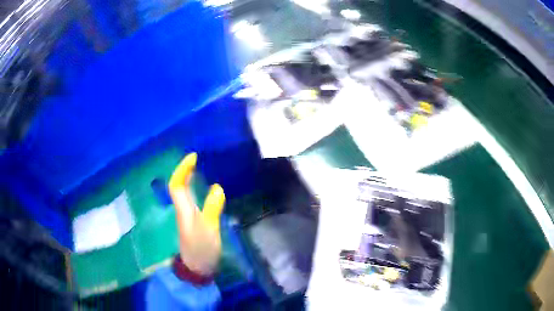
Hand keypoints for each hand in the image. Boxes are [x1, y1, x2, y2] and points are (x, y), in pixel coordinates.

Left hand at [168, 153, 224, 275]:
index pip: (177, 185)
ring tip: (201, 168)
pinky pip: (191, 199)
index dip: (182, 169)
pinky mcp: (192, 221)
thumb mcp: (210, 230)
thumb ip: (212, 209)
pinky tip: (205, 188)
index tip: (193, 156)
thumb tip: (216, 187)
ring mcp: (186, 216)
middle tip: (197, 159)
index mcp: (184, 210)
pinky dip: (195, 189)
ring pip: (183, 192)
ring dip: (189, 178)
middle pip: (178, 186)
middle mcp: (182, 210)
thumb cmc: (202, 249)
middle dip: (185, 170)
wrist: (197, 268)